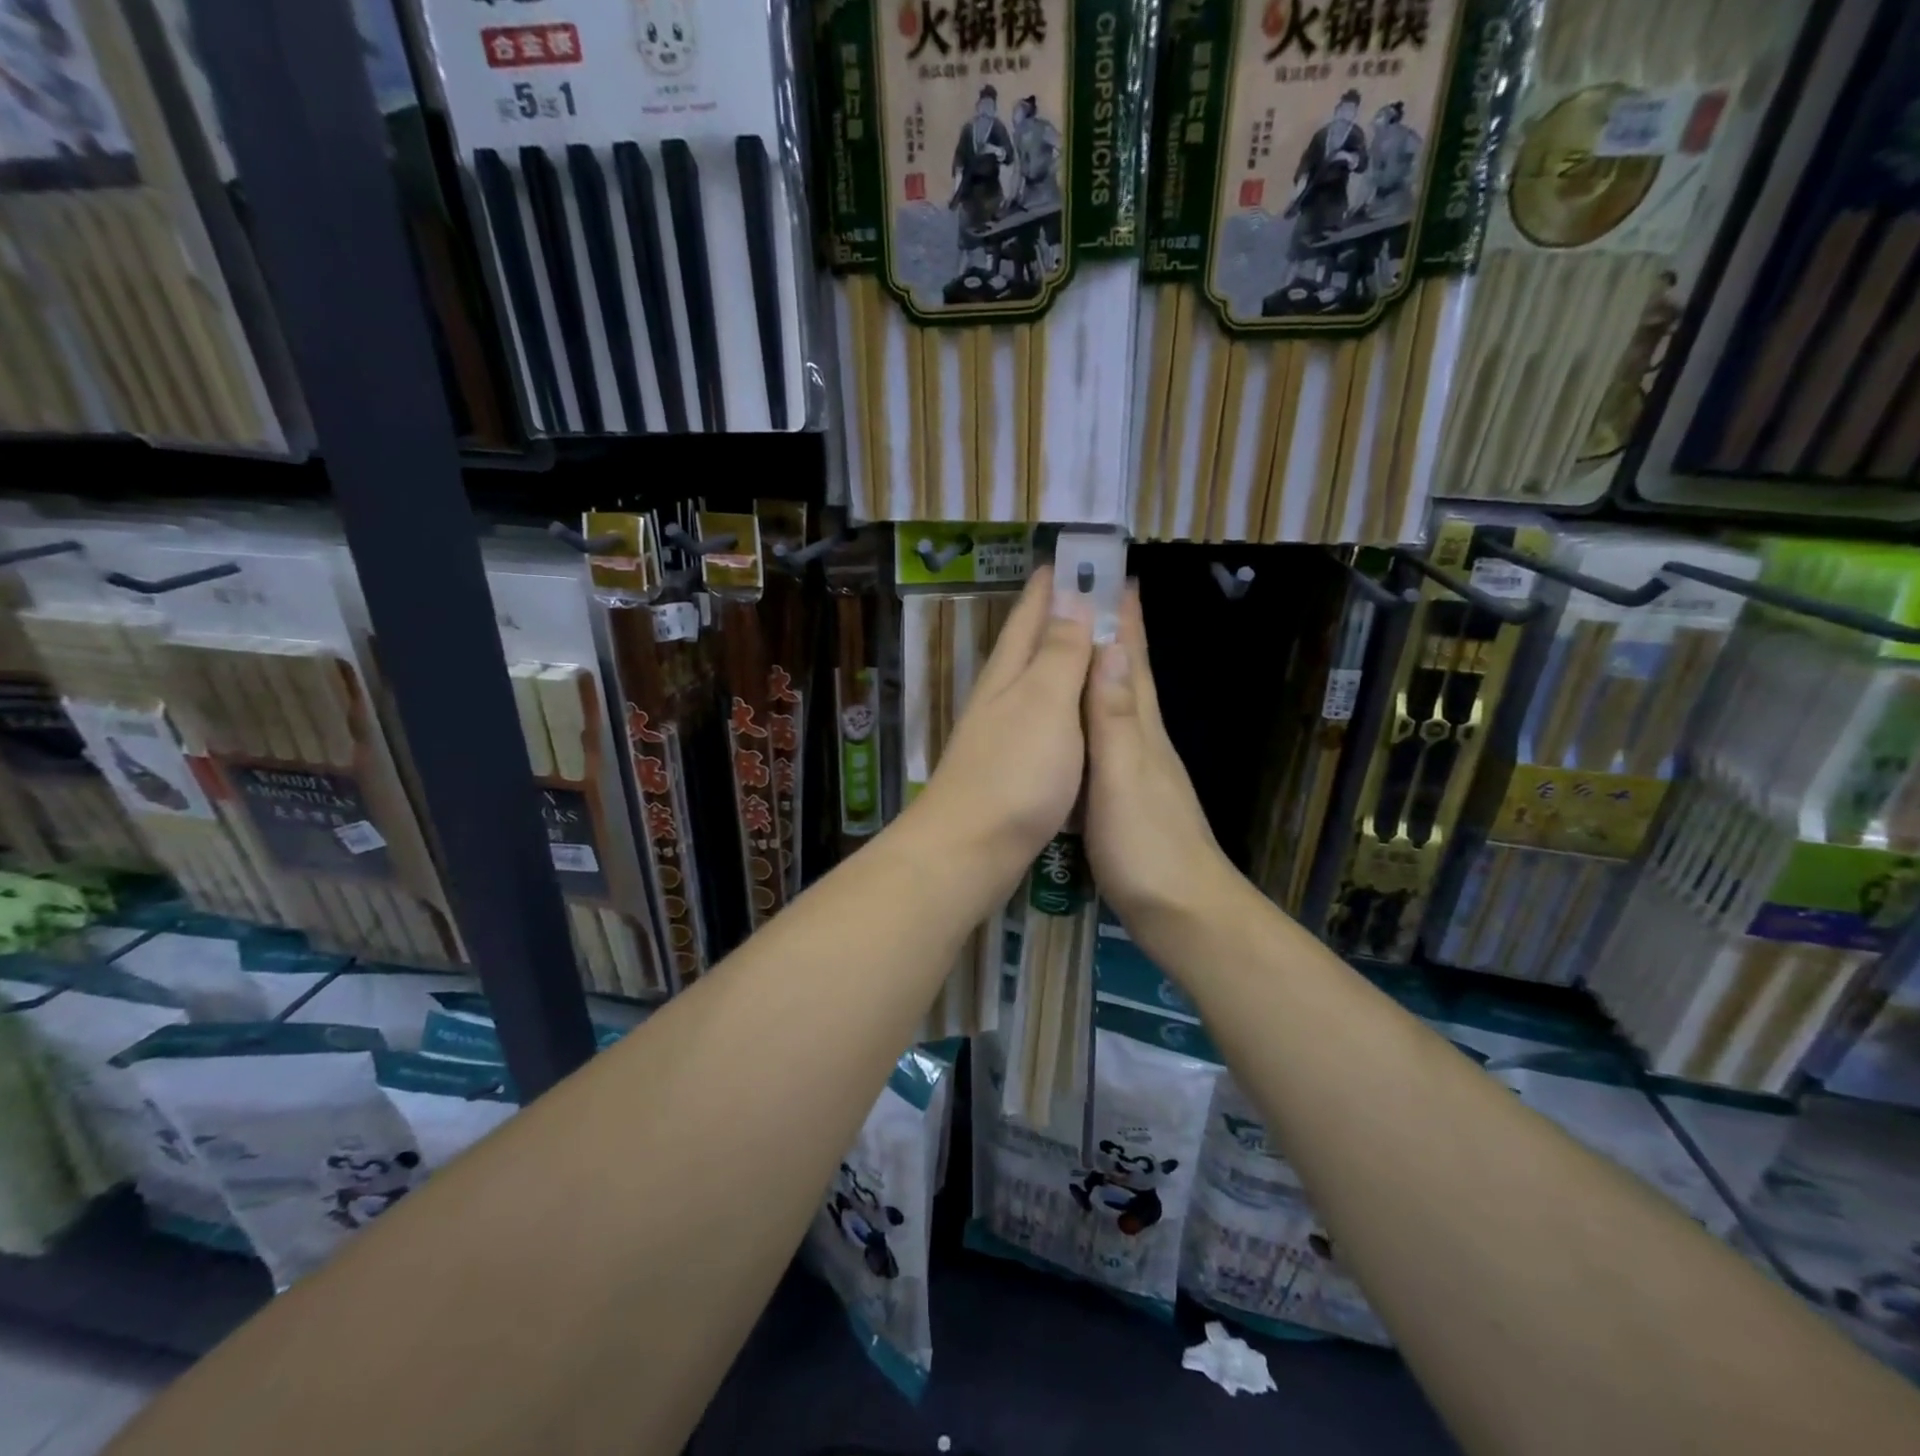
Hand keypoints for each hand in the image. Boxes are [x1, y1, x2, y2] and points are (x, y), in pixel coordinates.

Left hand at [905, 566, 1092, 887]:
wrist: (971, 848)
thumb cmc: (1014, 772)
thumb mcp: (1045, 703)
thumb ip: (1060, 653)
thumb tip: (1071, 596)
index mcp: (1010, 673)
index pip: (1032, 615)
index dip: (1052, 585)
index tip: (1072, 557)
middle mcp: (1001, 696)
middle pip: (1029, 645)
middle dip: (1056, 615)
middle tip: (1089, 591)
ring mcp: (1002, 733)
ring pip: (1033, 682)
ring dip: (1058, 657)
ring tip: (1087, 642)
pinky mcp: (1010, 768)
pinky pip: (1041, 719)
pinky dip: (1061, 703)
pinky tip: (1071, 712)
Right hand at [1083, 586, 1241, 956]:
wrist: (1181, 912)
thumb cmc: (1147, 844)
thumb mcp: (1124, 776)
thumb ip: (1114, 717)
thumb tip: (1112, 648)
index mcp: (1141, 729)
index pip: (1134, 661)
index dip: (1125, 620)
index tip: (1114, 576)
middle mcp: (1143, 741)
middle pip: (1131, 676)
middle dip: (1117, 634)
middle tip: (1097, 595)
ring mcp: (1138, 770)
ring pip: (1119, 705)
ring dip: (1105, 670)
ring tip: (1082, 644)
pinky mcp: (1126, 798)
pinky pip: (1107, 738)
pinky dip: (1095, 714)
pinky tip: (1082, 721)